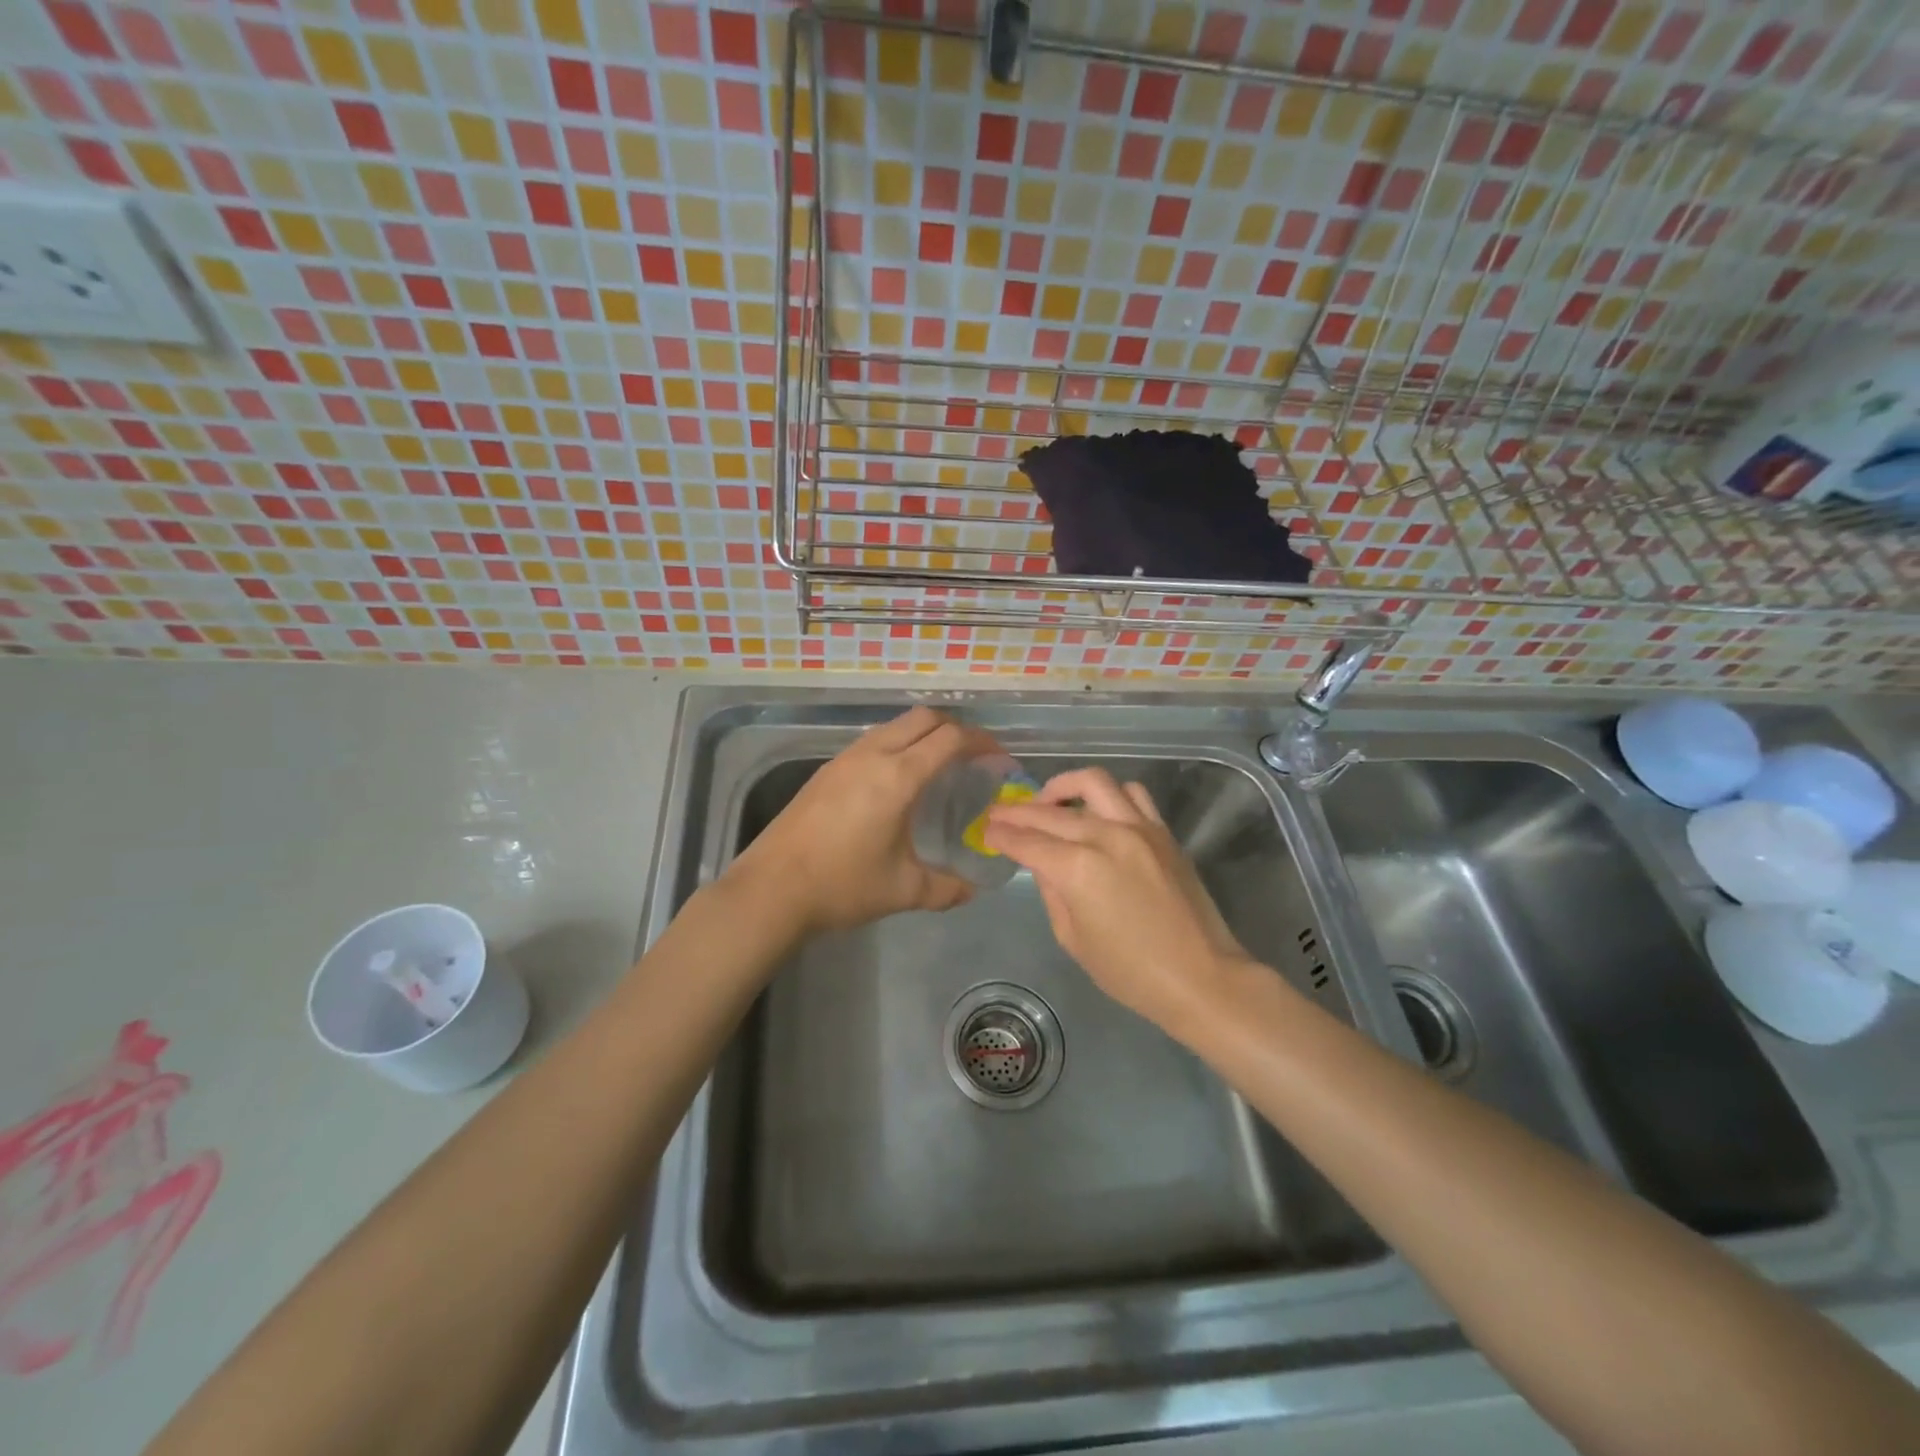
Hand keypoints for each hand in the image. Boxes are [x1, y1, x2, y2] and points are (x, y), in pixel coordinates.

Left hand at [730, 706, 988, 935]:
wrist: (772, 889)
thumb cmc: (842, 885)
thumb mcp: (903, 890)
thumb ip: (947, 888)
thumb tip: (972, 890)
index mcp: (898, 776)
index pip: (951, 738)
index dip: (982, 742)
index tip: (1000, 759)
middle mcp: (873, 755)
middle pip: (924, 718)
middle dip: (956, 729)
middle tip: (974, 757)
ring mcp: (845, 758)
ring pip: (895, 725)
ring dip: (924, 734)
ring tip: (940, 766)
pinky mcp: (827, 770)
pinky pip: (873, 740)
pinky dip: (898, 745)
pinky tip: (898, 781)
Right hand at [983, 768, 1251, 1029]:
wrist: (1201, 977)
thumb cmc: (1130, 972)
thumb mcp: (1073, 939)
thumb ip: (1051, 892)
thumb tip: (1042, 864)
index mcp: (1077, 870)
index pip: (1027, 842)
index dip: (1001, 834)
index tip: (987, 829)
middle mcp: (1105, 836)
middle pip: (1051, 812)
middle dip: (1018, 811)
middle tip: (1000, 813)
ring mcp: (1138, 828)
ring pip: (1093, 782)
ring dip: (1063, 787)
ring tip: (1049, 801)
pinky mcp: (1162, 831)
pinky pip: (1132, 794)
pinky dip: (1108, 794)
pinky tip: (1097, 810)